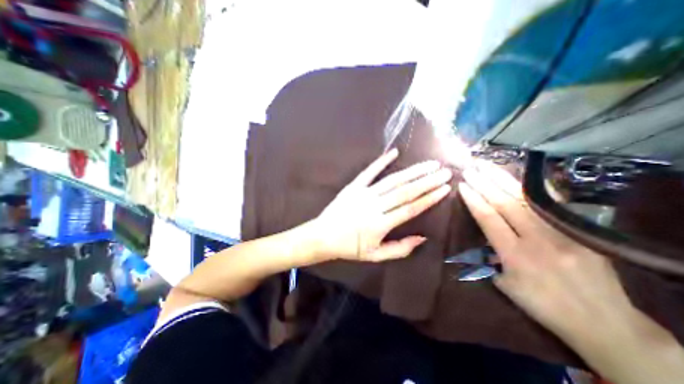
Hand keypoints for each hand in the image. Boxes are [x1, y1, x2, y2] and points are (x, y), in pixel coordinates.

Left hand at [312, 149, 453, 263]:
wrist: (323, 236)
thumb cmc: (350, 248)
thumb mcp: (375, 255)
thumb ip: (400, 249)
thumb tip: (422, 238)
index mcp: (380, 224)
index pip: (410, 208)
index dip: (429, 198)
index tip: (445, 188)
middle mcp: (374, 206)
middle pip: (405, 191)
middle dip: (427, 181)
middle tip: (444, 171)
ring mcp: (363, 193)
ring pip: (391, 180)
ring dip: (412, 171)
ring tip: (429, 164)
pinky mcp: (353, 186)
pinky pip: (369, 172)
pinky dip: (381, 161)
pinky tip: (393, 152)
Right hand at [456, 160, 633, 340]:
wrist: (604, 323)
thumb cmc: (543, 305)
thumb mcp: (506, 285)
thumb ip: (493, 259)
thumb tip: (486, 241)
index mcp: (515, 255)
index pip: (488, 218)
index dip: (474, 200)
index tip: (462, 185)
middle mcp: (537, 240)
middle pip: (505, 204)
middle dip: (484, 184)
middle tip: (471, 169)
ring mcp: (562, 233)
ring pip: (526, 199)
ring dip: (503, 180)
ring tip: (487, 166)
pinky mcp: (579, 231)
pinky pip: (550, 204)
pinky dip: (531, 188)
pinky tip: (519, 176)